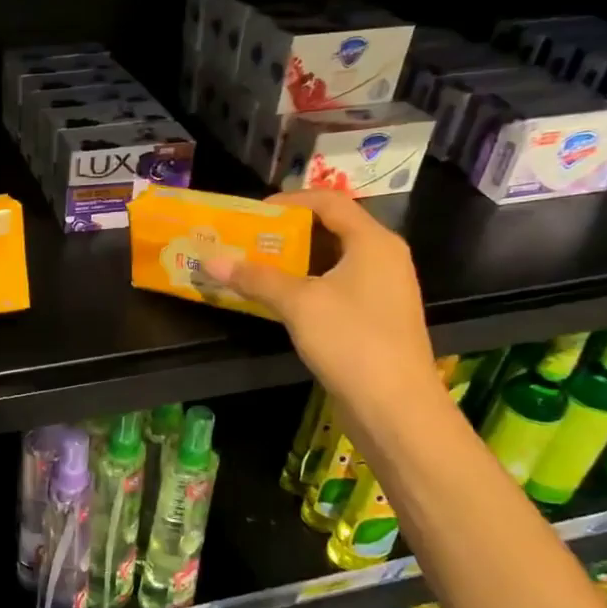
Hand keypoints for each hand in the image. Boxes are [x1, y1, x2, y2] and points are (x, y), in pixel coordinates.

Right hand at [202, 189, 442, 410]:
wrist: (396, 407)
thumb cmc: (352, 340)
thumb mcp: (298, 303)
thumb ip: (256, 278)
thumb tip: (211, 260)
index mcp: (373, 242)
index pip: (330, 201)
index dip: (291, 200)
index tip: (253, 213)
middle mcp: (383, 258)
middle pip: (332, 229)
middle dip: (288, 232)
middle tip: (248, 240)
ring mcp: (383, 290)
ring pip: (333, 261)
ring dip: (294, 262)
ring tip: (255, 267)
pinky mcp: (376, 318)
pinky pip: (337, 287)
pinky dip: (307, 285)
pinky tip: (280, 300)